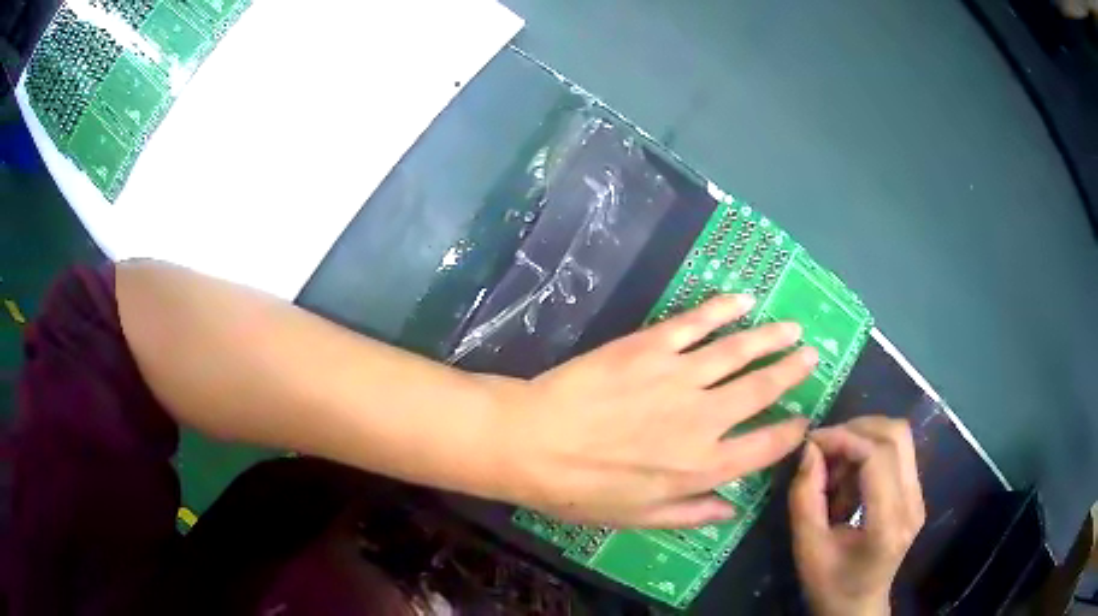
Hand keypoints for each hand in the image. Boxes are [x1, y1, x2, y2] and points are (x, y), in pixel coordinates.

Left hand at [489, 295, 818, 527]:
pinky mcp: (652, 345)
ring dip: (771, 337)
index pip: (765, 447)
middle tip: (811, 356)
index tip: (804, 420)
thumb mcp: (638, 518)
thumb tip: (732, 510)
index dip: (790, 433)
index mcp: (702, 467)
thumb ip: (690, 514)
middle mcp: (703, 419)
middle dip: (791, 372)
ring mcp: (680, 376)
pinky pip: (698, 322)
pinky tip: (744, 299)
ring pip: (740, 350)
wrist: (531, 443)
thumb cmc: (580, 491)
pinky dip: (724, 308)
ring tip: (792, 328)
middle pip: (762, 390)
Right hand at [789, 417, 925, 615]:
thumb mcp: (807, 549)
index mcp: (888, 524)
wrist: (858, 607)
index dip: (844, 439)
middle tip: (823, 448)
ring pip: (899, 438)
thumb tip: (808, 450)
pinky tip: (848, 480)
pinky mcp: (915, 494)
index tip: (812, 442)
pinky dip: (868, 454)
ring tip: (834, 469)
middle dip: (856, 429)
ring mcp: (918, 497)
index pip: (877, 457)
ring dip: (862, 440)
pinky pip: (897, 454)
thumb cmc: (830, 586)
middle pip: (896, 435)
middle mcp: (913, 503)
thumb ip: (804, 499)